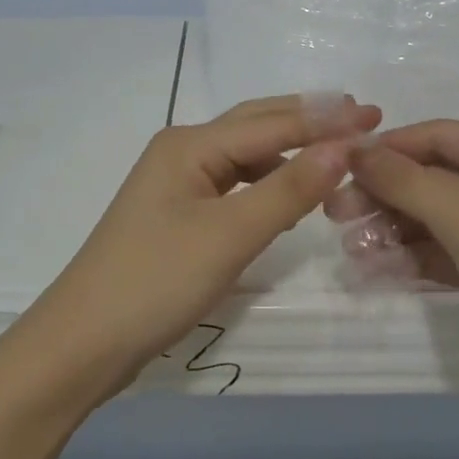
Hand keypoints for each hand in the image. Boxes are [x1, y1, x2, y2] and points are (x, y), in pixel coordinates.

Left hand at [13, 95, 381, 405]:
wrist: (82, 342)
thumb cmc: (155, 282)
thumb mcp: (230, 234)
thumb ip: (288, 189)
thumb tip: (343, 146)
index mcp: (190, 144)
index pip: (272, 123)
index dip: (326, 120)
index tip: (376, 116)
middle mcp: (182, 150)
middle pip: (255, 126)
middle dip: (308, 122)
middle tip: (361, 120)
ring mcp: (176, 183)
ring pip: (244, 155)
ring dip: (289, 151)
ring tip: (336, 154)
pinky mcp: (176, 214)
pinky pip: (233, 184)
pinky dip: (266, 182)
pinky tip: (288, 196)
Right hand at [341, 121, 458, 417]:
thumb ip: (402, 179)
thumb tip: (353, 148)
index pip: (436, 135)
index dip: (385, 150)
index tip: (336, 168)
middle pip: (432, 175)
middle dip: (384, 195)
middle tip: (336, 215)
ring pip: (435, 213)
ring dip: (393, 229)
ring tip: (352, 249)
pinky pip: (447, 246)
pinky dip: (415, 255)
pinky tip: (378, 269)